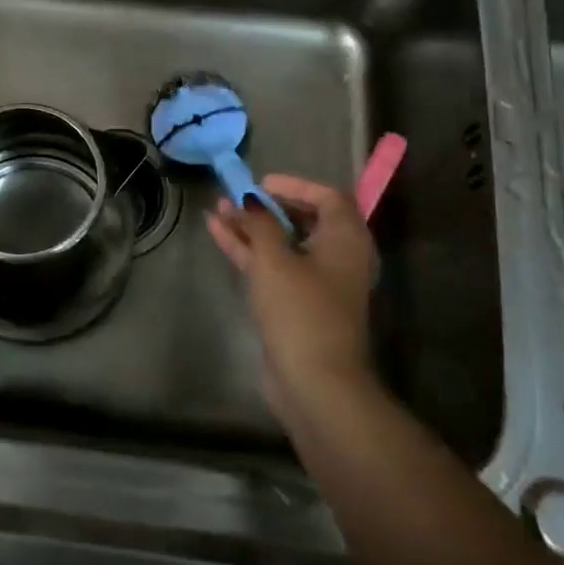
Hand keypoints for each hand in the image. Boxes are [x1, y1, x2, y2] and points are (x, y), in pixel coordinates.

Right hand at [207, 174, 377, 422]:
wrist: (313, 380)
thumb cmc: (300, 309)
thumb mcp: (274, 258)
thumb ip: (259, 223)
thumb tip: (250, 200)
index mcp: (346, 238)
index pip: (327, 197)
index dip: (295, 185)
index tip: (261, 183)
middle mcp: (337, 256)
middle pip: (303, 219)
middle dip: (266, 206)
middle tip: (235, 197)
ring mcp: (316, 282)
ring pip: (282, 243)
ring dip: (252, 227)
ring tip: (217, 210)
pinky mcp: (296, 304)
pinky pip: (273, 266)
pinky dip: (249, 250)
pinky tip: (218, 233)